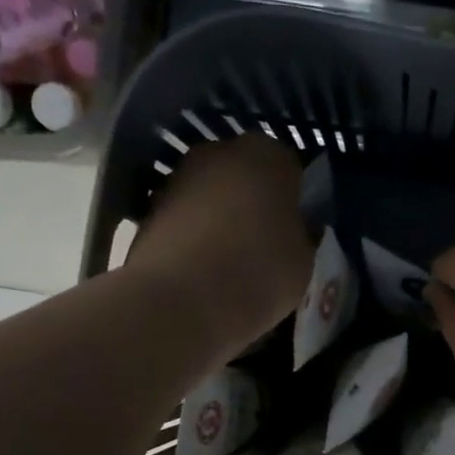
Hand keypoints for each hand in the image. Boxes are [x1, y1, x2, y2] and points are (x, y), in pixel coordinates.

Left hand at [127, 135, 313, 352]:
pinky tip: (204, 274)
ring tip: (233, 265)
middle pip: (247, 176)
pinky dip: (196, 239)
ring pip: (213, 196)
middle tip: (267, 247)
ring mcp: (178, 178)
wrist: (177, 303)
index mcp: (267, 155)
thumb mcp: (305, 261)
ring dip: (223, 220)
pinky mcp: (149, 209)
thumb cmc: (257, 274)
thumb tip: (294, 231)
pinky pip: (187, 220)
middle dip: (256, 204)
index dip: (296, 202)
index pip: (292, 170)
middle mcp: (218, 152)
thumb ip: (302, 235)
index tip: (298, 232)